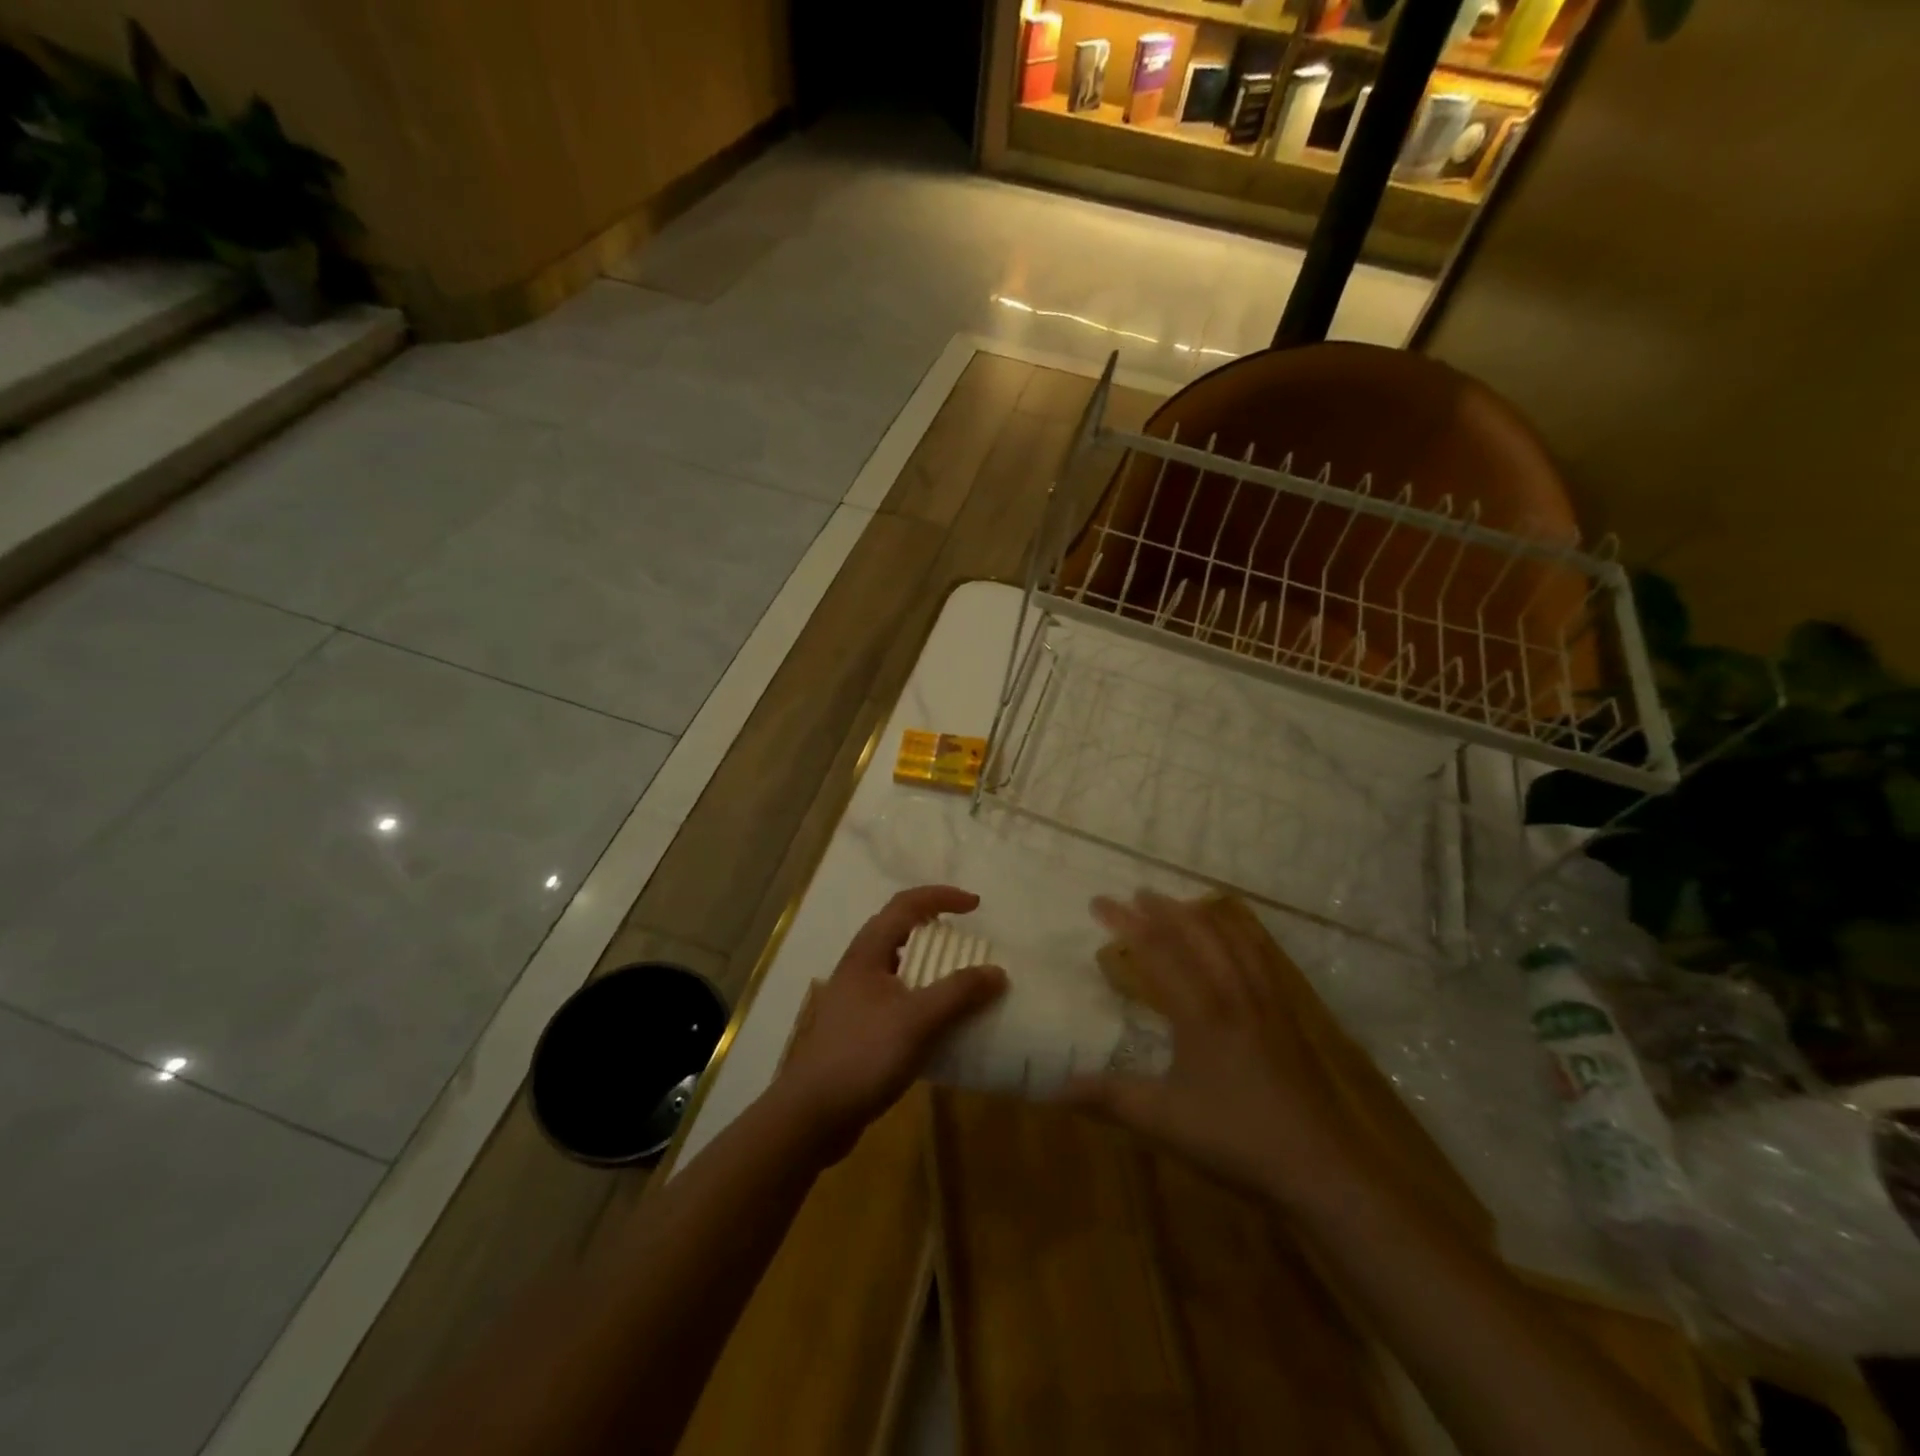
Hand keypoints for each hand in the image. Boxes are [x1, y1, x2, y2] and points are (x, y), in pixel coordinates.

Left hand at [777, 885, 1006, 1158]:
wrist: (812, 1115)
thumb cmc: (863, 1055)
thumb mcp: (918, 1021)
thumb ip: (958, 993)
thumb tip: (997, 972)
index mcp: (868, 953)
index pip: (906, 905)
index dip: (941, 897)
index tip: (976, 906)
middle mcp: (859, 968)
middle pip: (899, 929)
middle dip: (936, 927)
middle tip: (969, 940)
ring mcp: (856, 999)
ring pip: (898, 965)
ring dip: (930, 964)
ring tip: (960, 978)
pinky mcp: (859, 1028)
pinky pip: (898, 997)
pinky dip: (923, 996)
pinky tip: (940, 1022)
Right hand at [1064, 891, 1364, 1208]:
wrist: (1321, 1168)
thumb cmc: (1236, 1139)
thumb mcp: (1162, 1121)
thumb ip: (1107, 1098)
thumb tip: (1054, 1087)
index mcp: (1200, 1011)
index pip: (1156, 950)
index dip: (1125, 922)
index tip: (1098, 903)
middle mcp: (1233, 992)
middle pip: (1195, 933)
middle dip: (1162, 908)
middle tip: (1135, 894)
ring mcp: (1265, 1000)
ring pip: (1232, 938)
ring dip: (1201, 915)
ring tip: (1179, 905)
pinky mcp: (1287, 1015)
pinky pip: (1262, 956)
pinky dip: (1241, 933)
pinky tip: (1236, 935)